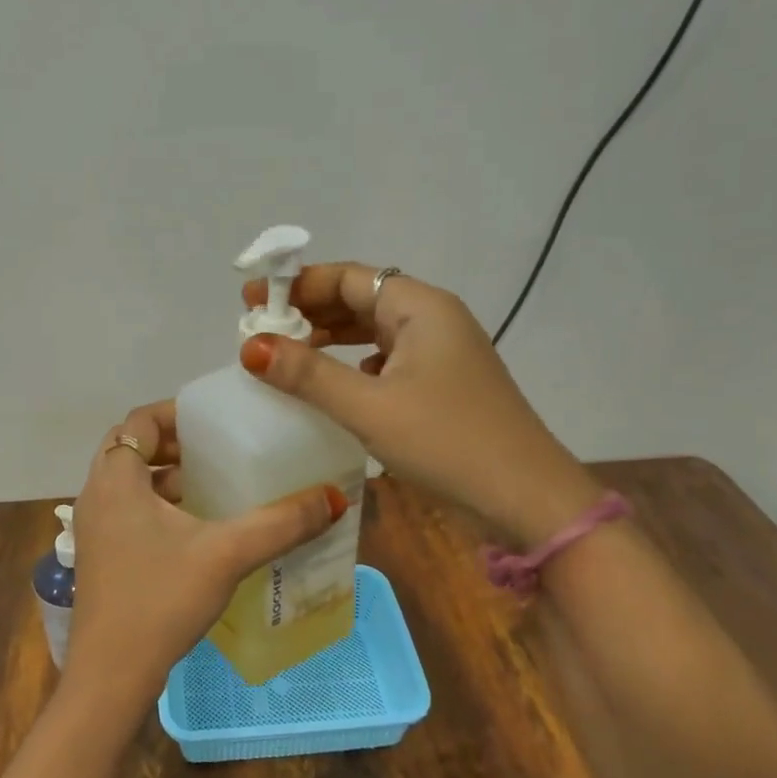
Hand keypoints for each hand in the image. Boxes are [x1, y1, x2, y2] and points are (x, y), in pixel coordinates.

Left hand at [63, 400, 348, 722]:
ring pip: (129, 483)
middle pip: (130, 449)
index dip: (175, 414)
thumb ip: (281, 523)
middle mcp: (96, 497)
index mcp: (115, 481)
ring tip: (214, 485)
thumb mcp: (227, 554)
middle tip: (217, 451)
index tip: (215, 422)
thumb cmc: (161, 601)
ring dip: (166, 477)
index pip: (139, 421)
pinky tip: (197, 529)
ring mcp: (93, 530)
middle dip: (173, 445)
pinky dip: (158, 506)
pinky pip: (128, 512)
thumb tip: (334, 497)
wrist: (111, 677)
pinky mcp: (100, 558)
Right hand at [239, 264, 600, 544]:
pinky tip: (335, 385)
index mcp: (420, 308)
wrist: (526, 500)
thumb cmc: (447, 442)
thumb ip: (308, 375)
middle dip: (309, 310)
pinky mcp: (443, 385)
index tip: (251, 301)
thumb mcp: (370, 407)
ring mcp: (441, 353)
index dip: (297, 285)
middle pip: (361, 299)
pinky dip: (354, 365)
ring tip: (286, 353)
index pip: (349, 277)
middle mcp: (433, 320)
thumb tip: (250, 346)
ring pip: (374, 331)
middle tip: (260, 329)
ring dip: (331, 338)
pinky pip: (388, 360)